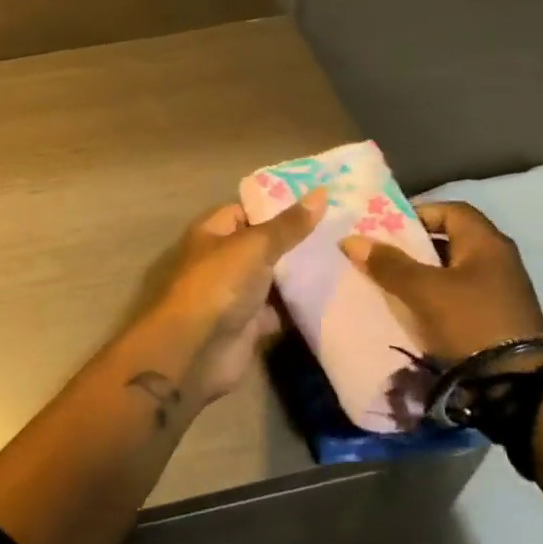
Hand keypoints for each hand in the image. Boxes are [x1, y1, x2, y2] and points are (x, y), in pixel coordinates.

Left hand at [144, 191, 324, 401]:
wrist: (197, 350)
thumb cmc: (219, 284)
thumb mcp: (255, 246)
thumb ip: (288, 225)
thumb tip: (321, 193)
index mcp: (214, 232)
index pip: (248, 210)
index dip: (279, 205)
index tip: (318, 203)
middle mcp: (224, 259)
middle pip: (264, 244)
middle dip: (297, 240)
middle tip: (341, 230)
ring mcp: (237, 292)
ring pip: (274, 278)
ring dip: (301, 273)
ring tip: (345, 257)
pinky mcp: (251, 323)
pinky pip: (280, 309)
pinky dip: (301, 305)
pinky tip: (334, 295)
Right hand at [340, 202, 542, 363]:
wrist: (519, 388)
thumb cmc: (470, 322)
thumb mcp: (423, 291)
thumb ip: (387, 264)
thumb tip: (351, 240)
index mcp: (486, 242)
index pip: (450, 210)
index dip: (417, 214)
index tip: (387, 229)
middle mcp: (499, 260)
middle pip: (450, 241)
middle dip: (415, 247)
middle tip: (383, 257)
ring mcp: (503, 292)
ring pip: (454, 271)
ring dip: (424, 275)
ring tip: (393, 286)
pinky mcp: (500, 320)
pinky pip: (461, 297)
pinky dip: (437, 299)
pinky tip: (416, 313)